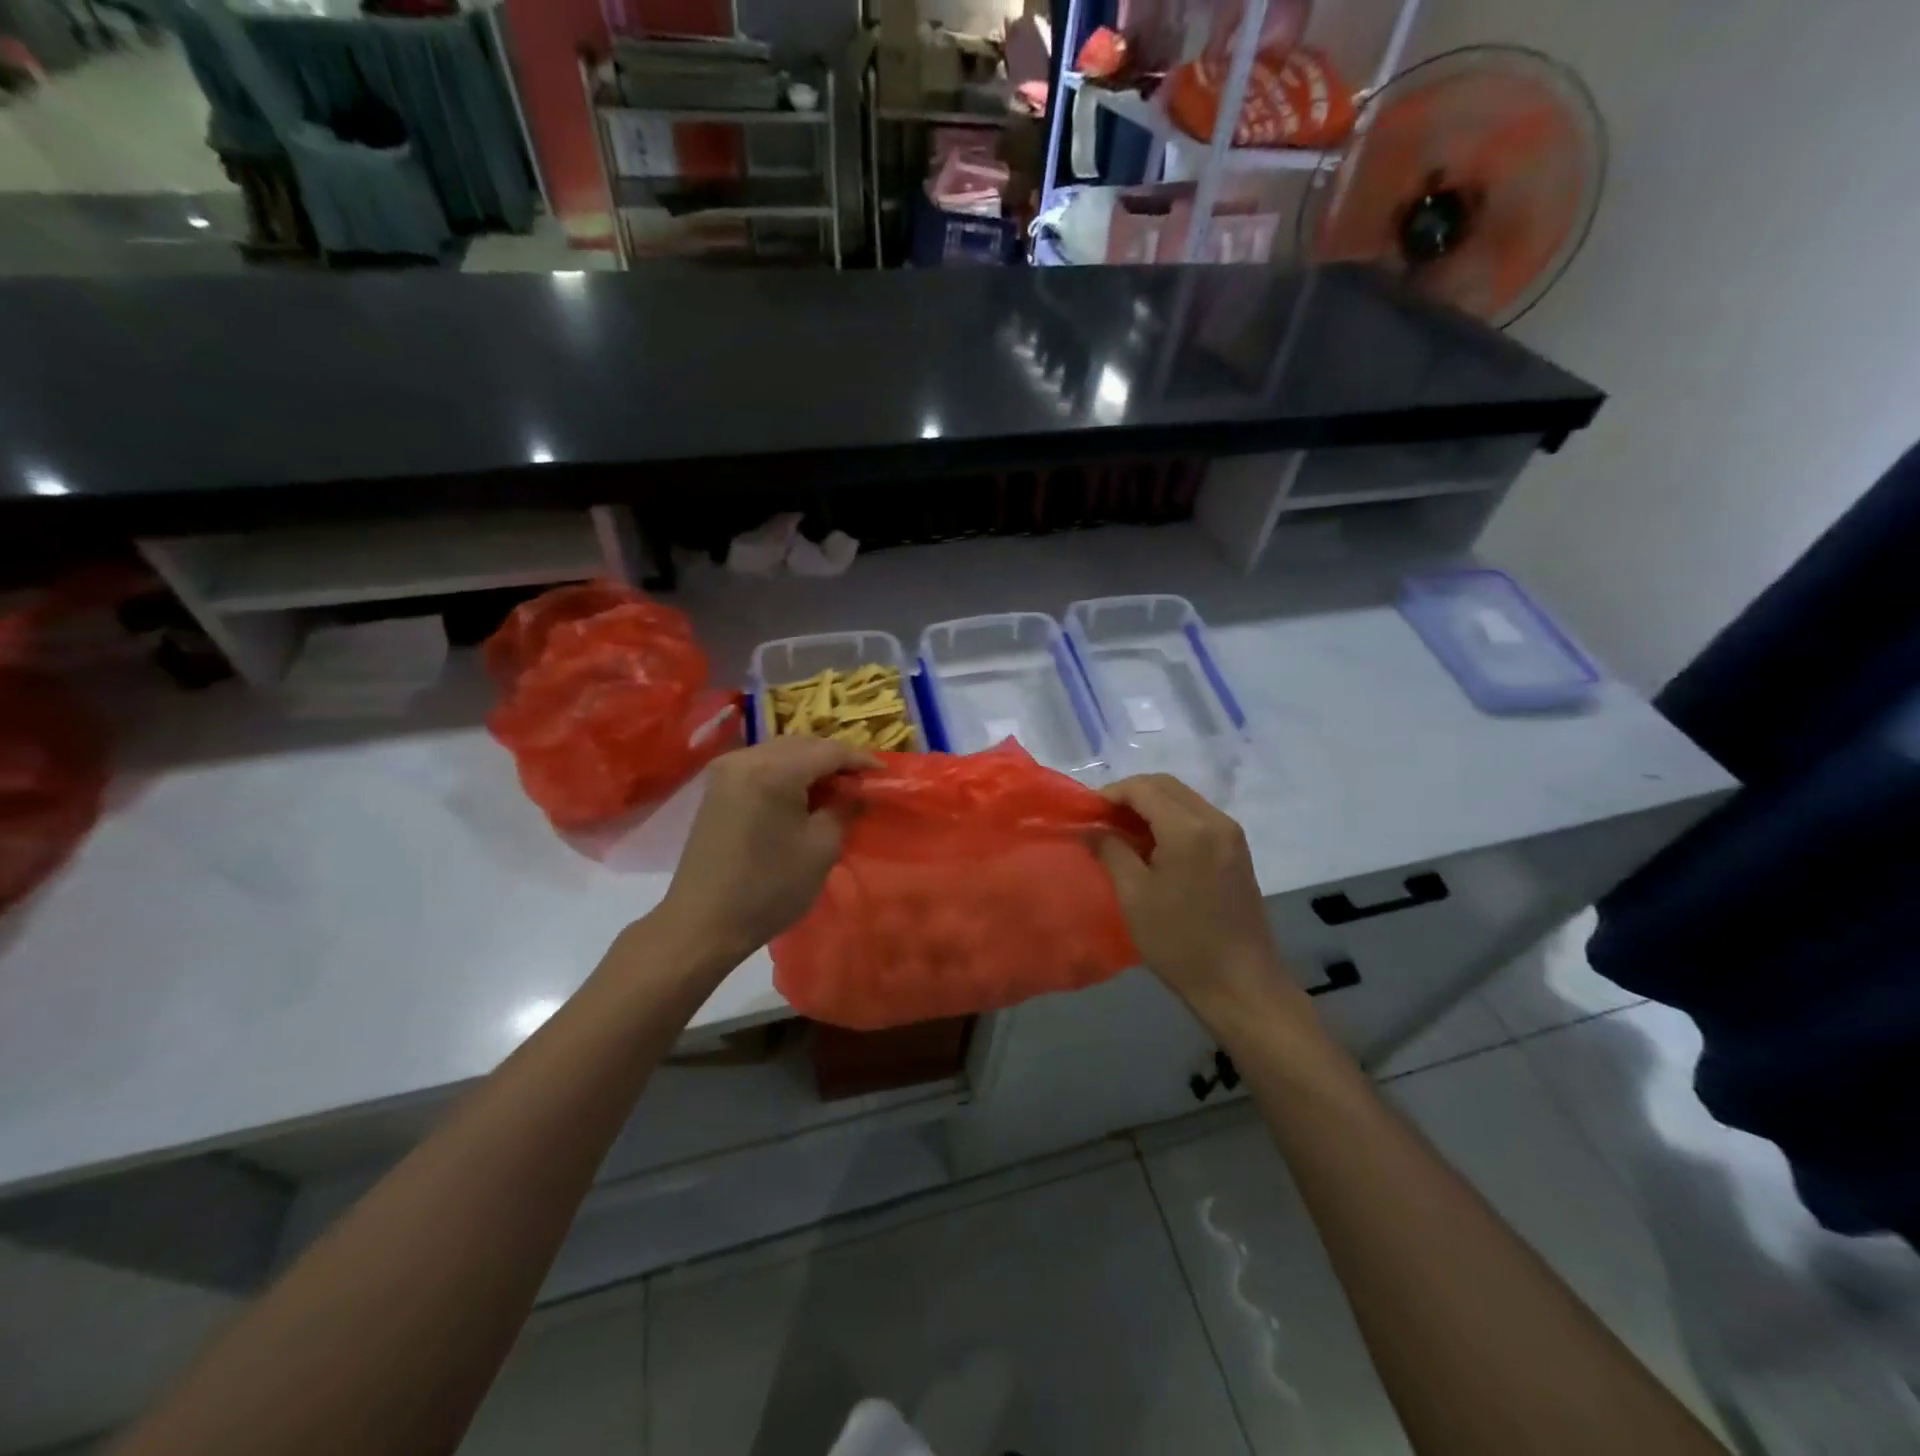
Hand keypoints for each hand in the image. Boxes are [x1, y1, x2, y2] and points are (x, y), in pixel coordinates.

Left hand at [655, 736, 873, 964]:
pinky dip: (787, 772)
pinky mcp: (717, 787)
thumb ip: (844, 809)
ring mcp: (726, 770)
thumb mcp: (821, 848)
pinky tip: (801, 793)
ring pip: (781, 752)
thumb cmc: (769, 888)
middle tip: (861, 782)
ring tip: (835, 788)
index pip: (828, 751)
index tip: (883, 774)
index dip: (860, 760)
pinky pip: (761, 765)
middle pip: (803, 744)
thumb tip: (857, 790)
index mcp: (774, 770)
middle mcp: (747, 758)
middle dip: (834, 759)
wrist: (703, 922)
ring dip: (810, 764)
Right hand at [1096, 775, 1310, 1026]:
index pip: (1143, 789)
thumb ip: (1111, 851)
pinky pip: (1197, 816)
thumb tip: (1091, 828)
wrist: (1241, 984)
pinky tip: (1151, 846)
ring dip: (1150, 806)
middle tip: (1101, 821)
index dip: (1110, 794)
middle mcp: (1214, 820)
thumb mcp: (1134, 896)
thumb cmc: (1180, 942)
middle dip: (1130, 795)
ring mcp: (1231, 834)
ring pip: (1182, 798)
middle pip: (1165, 785)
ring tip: (1121, 833)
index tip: (1086, 814)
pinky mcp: (1237, 850)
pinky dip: (1170, 819)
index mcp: (1189, 829)